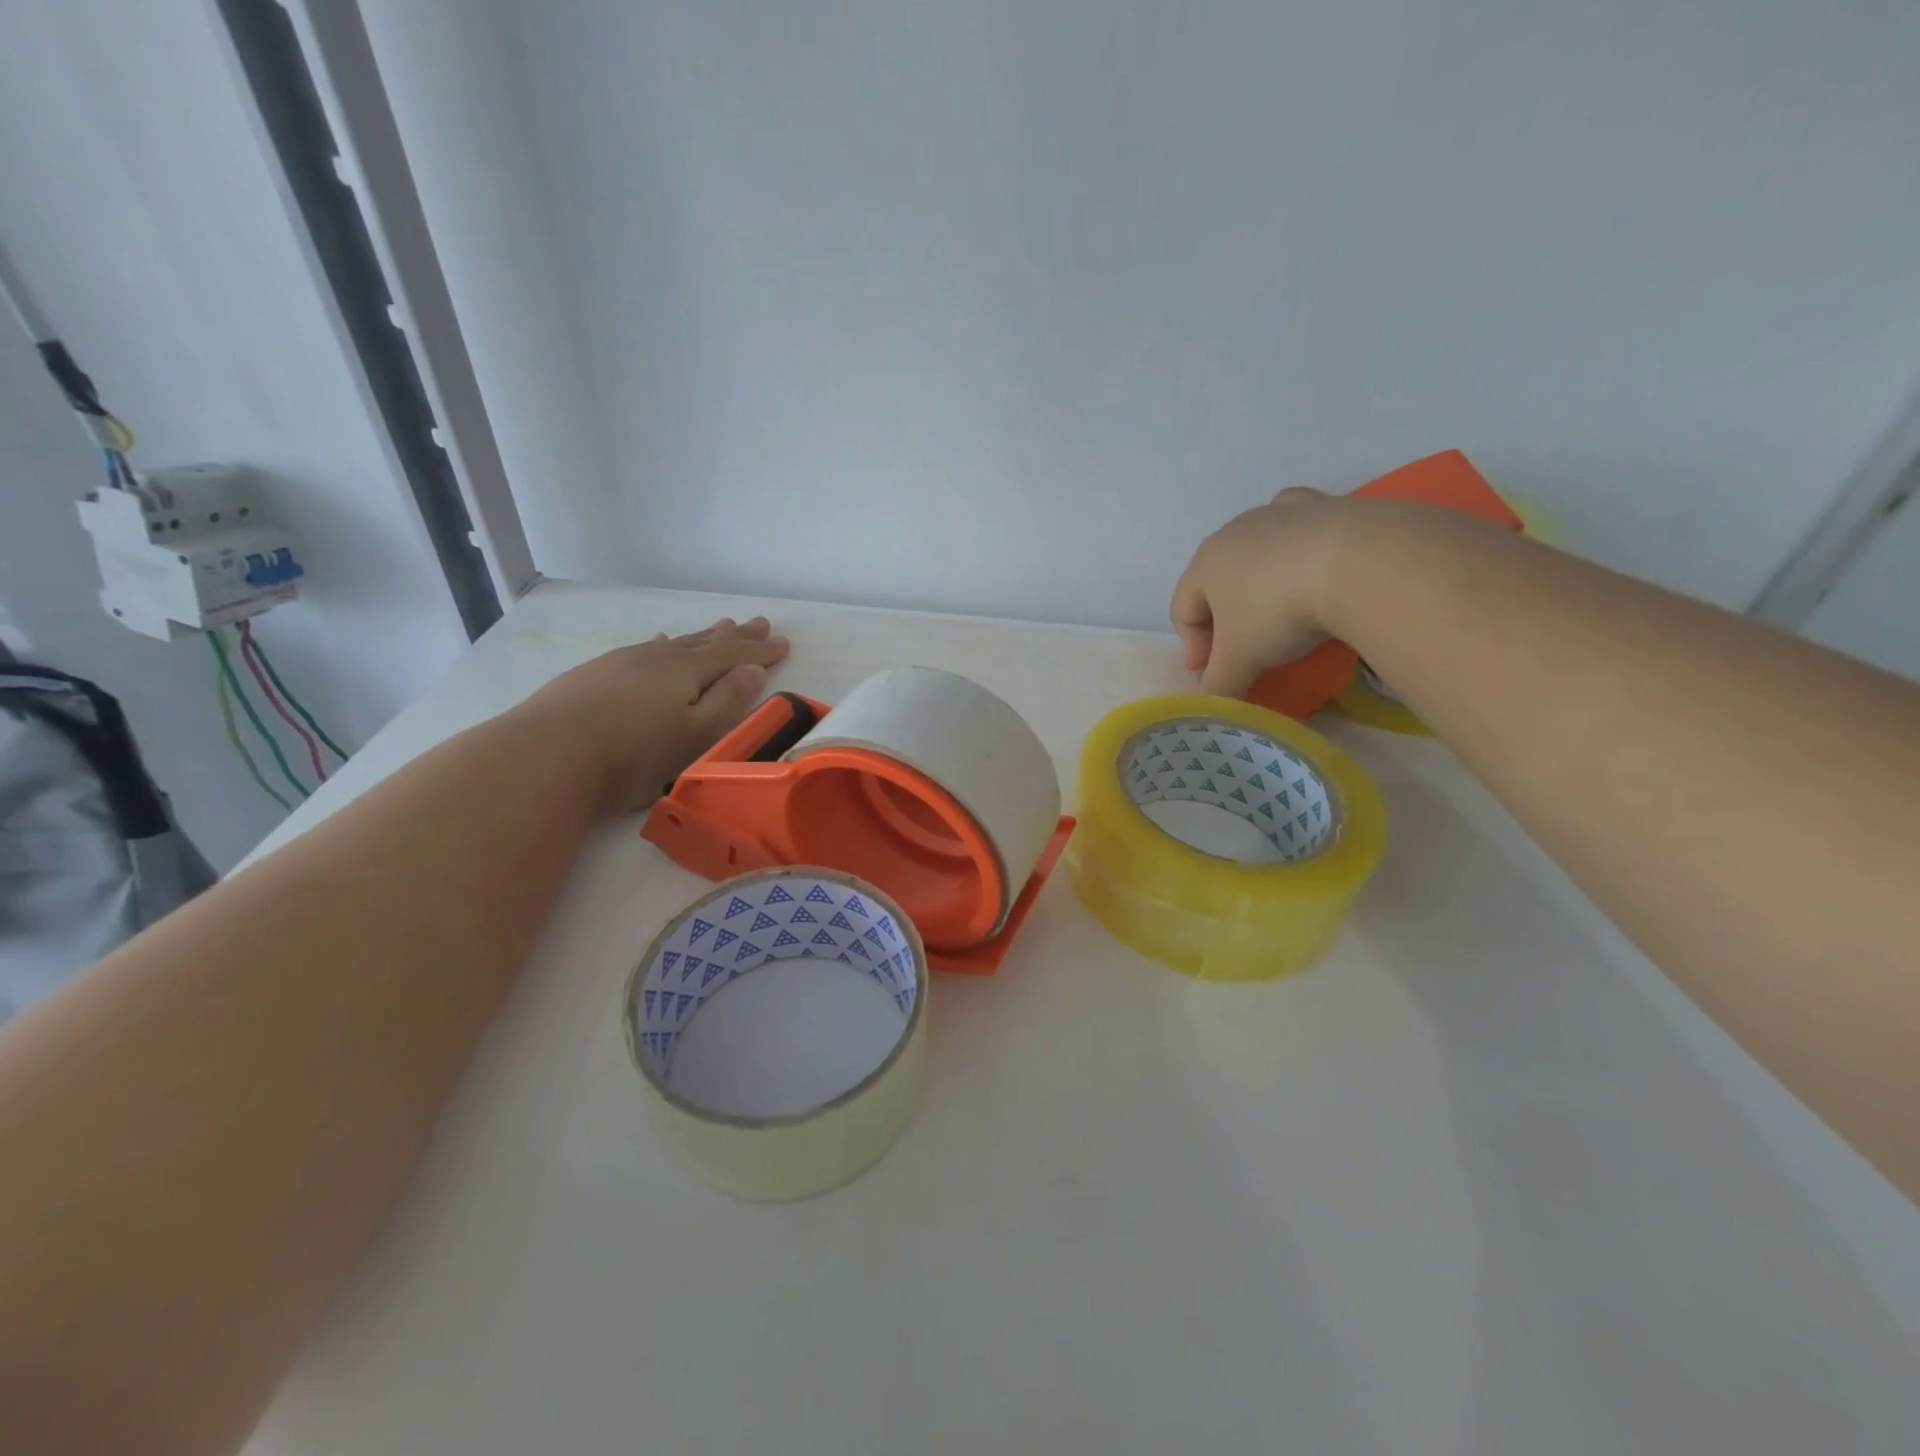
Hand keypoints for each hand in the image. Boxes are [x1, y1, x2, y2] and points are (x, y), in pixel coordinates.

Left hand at [513, 617, 790, 814]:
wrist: (546, 755)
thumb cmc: (633, 754)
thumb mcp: (694, 734)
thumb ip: (727, 701)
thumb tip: (753, 670)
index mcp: (686, 671)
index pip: (734, 657)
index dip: (760, 652)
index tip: (784, 643)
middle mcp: (657, 657)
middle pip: (706, 642)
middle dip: (735, 637)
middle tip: (759, 623)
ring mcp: (623, 662)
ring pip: (673, 643)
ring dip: (701, 636)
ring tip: (720, 626)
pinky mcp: (595, 674)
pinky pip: (643, 649)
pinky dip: (661, 645)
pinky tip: (657, 642)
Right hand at [1169, 487, 1348, 696]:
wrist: (1359, 562)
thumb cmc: (1279, 612)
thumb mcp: (1241, 661)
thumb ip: (1219, 684)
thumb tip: (1215, 701)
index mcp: (1205, 563)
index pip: (1183, 610)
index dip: (1193, 648)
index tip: (1214, 675)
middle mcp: (1236, 530)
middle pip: (1217, 580)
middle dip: (1225, 617)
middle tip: (1245, 650)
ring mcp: (1281, 513)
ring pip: (1258, 549)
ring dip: (1261, 582)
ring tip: (1285, 612)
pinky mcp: (1326, 505)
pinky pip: (1302, 529)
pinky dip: (1302, 550)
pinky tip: (1318, 569)